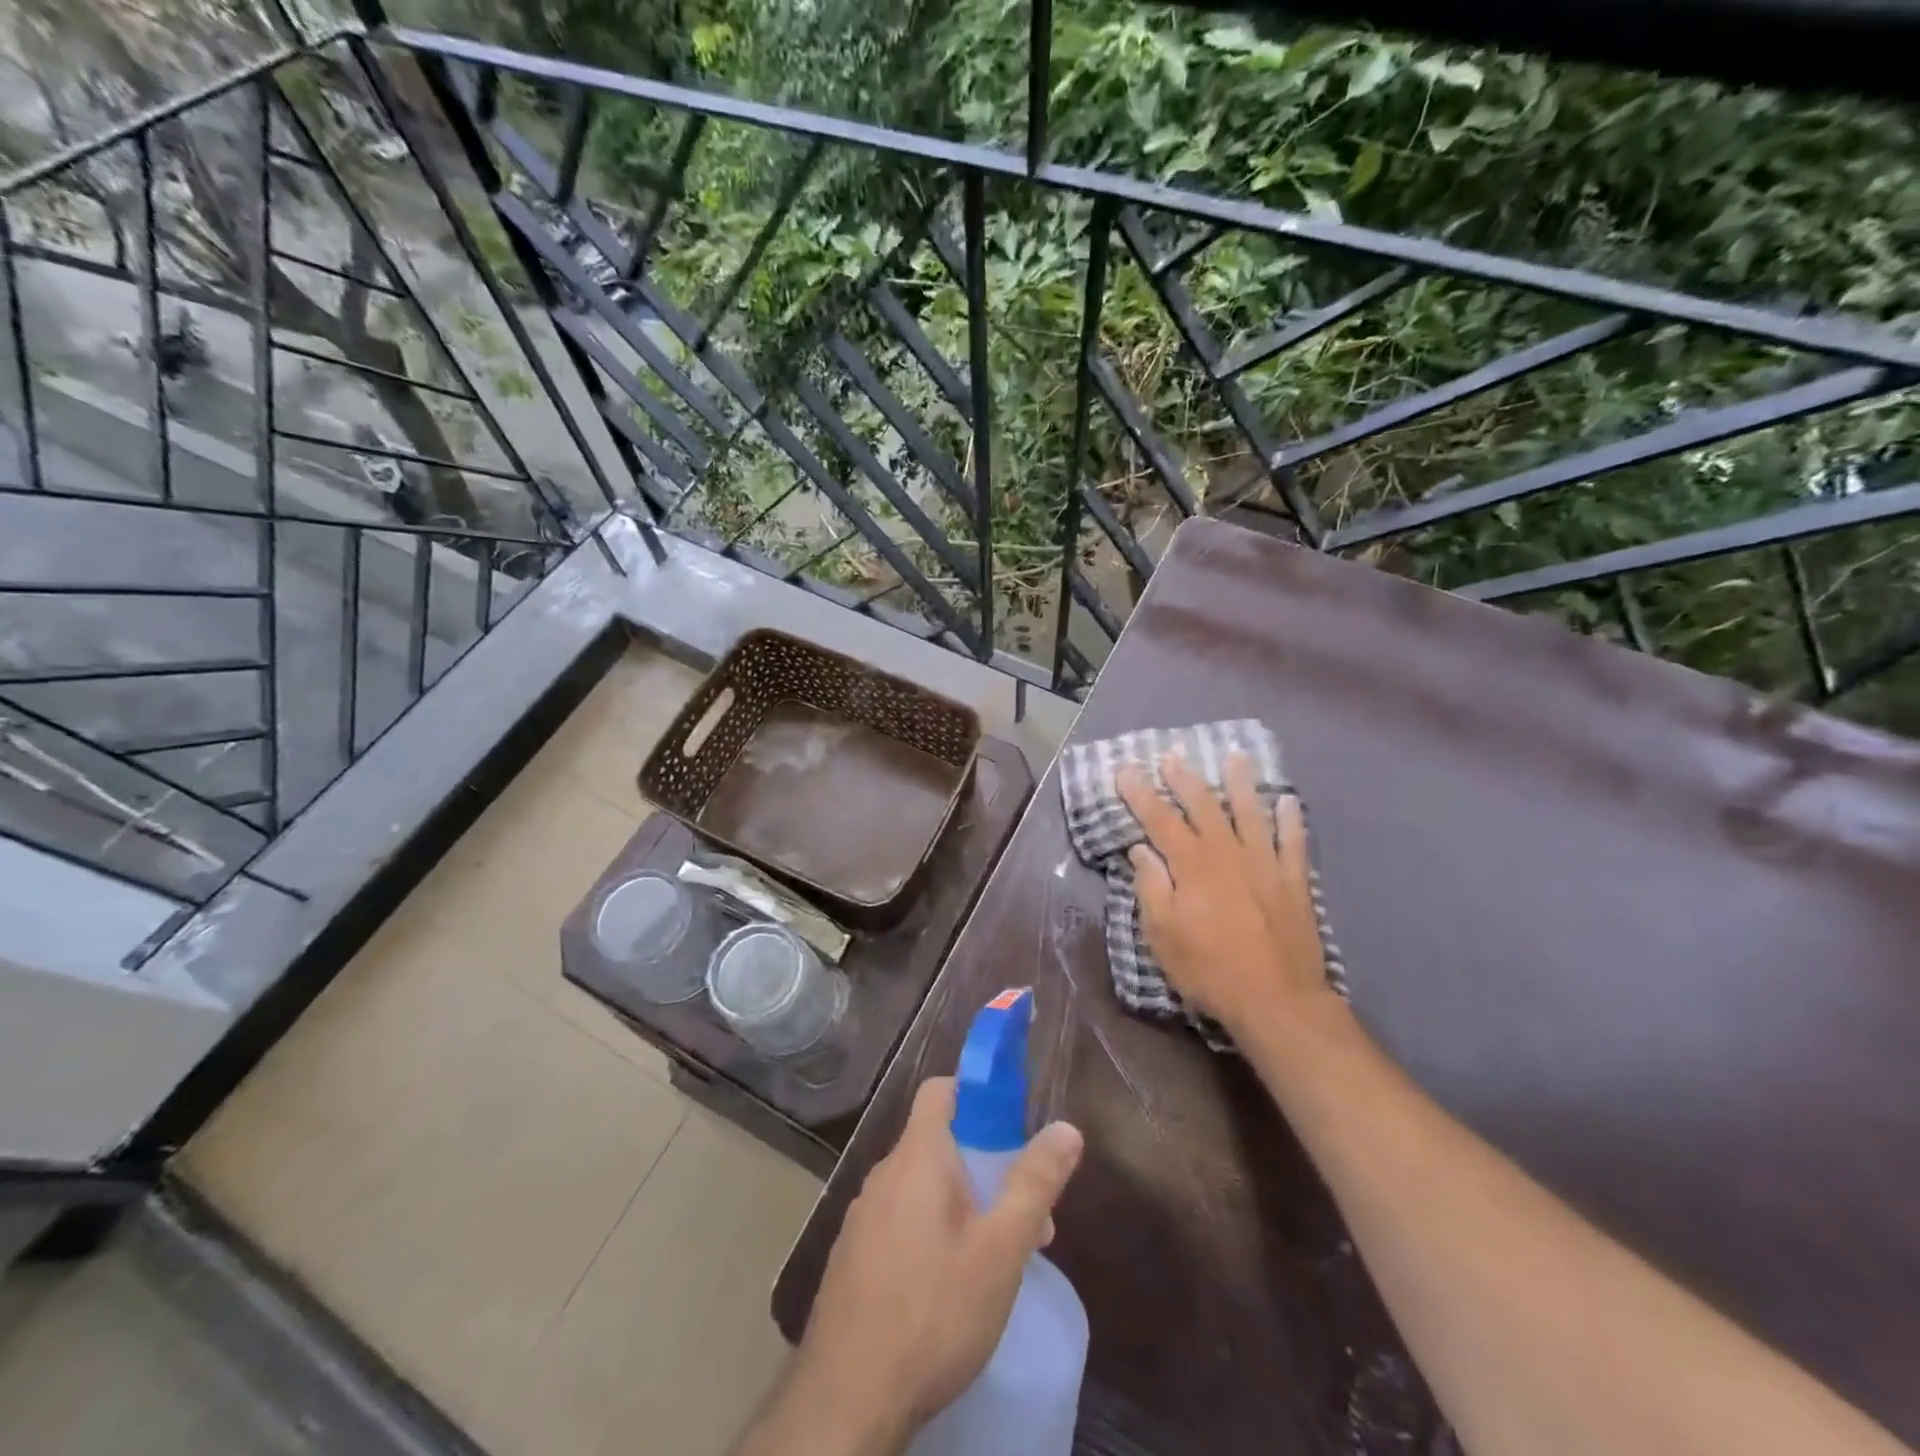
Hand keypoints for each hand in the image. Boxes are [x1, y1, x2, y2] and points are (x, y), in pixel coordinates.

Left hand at [758, 1078, 1083, 1455]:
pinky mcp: (852, 1255)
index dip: (976, 1091)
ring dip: (960, 1202)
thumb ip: (1034, 1183)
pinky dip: (930, 1229)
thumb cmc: (933, 1312)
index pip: (940, 1089)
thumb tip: (1066, 1128)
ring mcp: (862, 1216)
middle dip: (983, 1164)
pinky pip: (900, 1218)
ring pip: (920, 1186)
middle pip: (938, 1142)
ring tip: (994, 1257)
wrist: (847, 1401)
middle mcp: (883, 1174)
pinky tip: (949, 1284)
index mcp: (917, 1157)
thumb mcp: (1000, 1250)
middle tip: (1021, 1214)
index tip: (1012, 1123)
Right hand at [1117, 751, 1335, 1039]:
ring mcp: (1264, 864)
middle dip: (1185, 778)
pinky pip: (1293, 842)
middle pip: (1203, 806)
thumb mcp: (1162, 934)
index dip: (1140, 793)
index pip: (1159, 819)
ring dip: (1240, 783)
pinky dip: (1290, 820)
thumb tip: (1141, 849)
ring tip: (1235, 756)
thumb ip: (1151, 887)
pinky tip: (1287, 801)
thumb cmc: (1209, 969)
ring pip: (1250, 813)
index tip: (1126, 768)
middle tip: (1173, 755)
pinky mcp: (1293, 882)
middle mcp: (1227, 853)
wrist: (1277, 1000)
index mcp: (1191, 866)